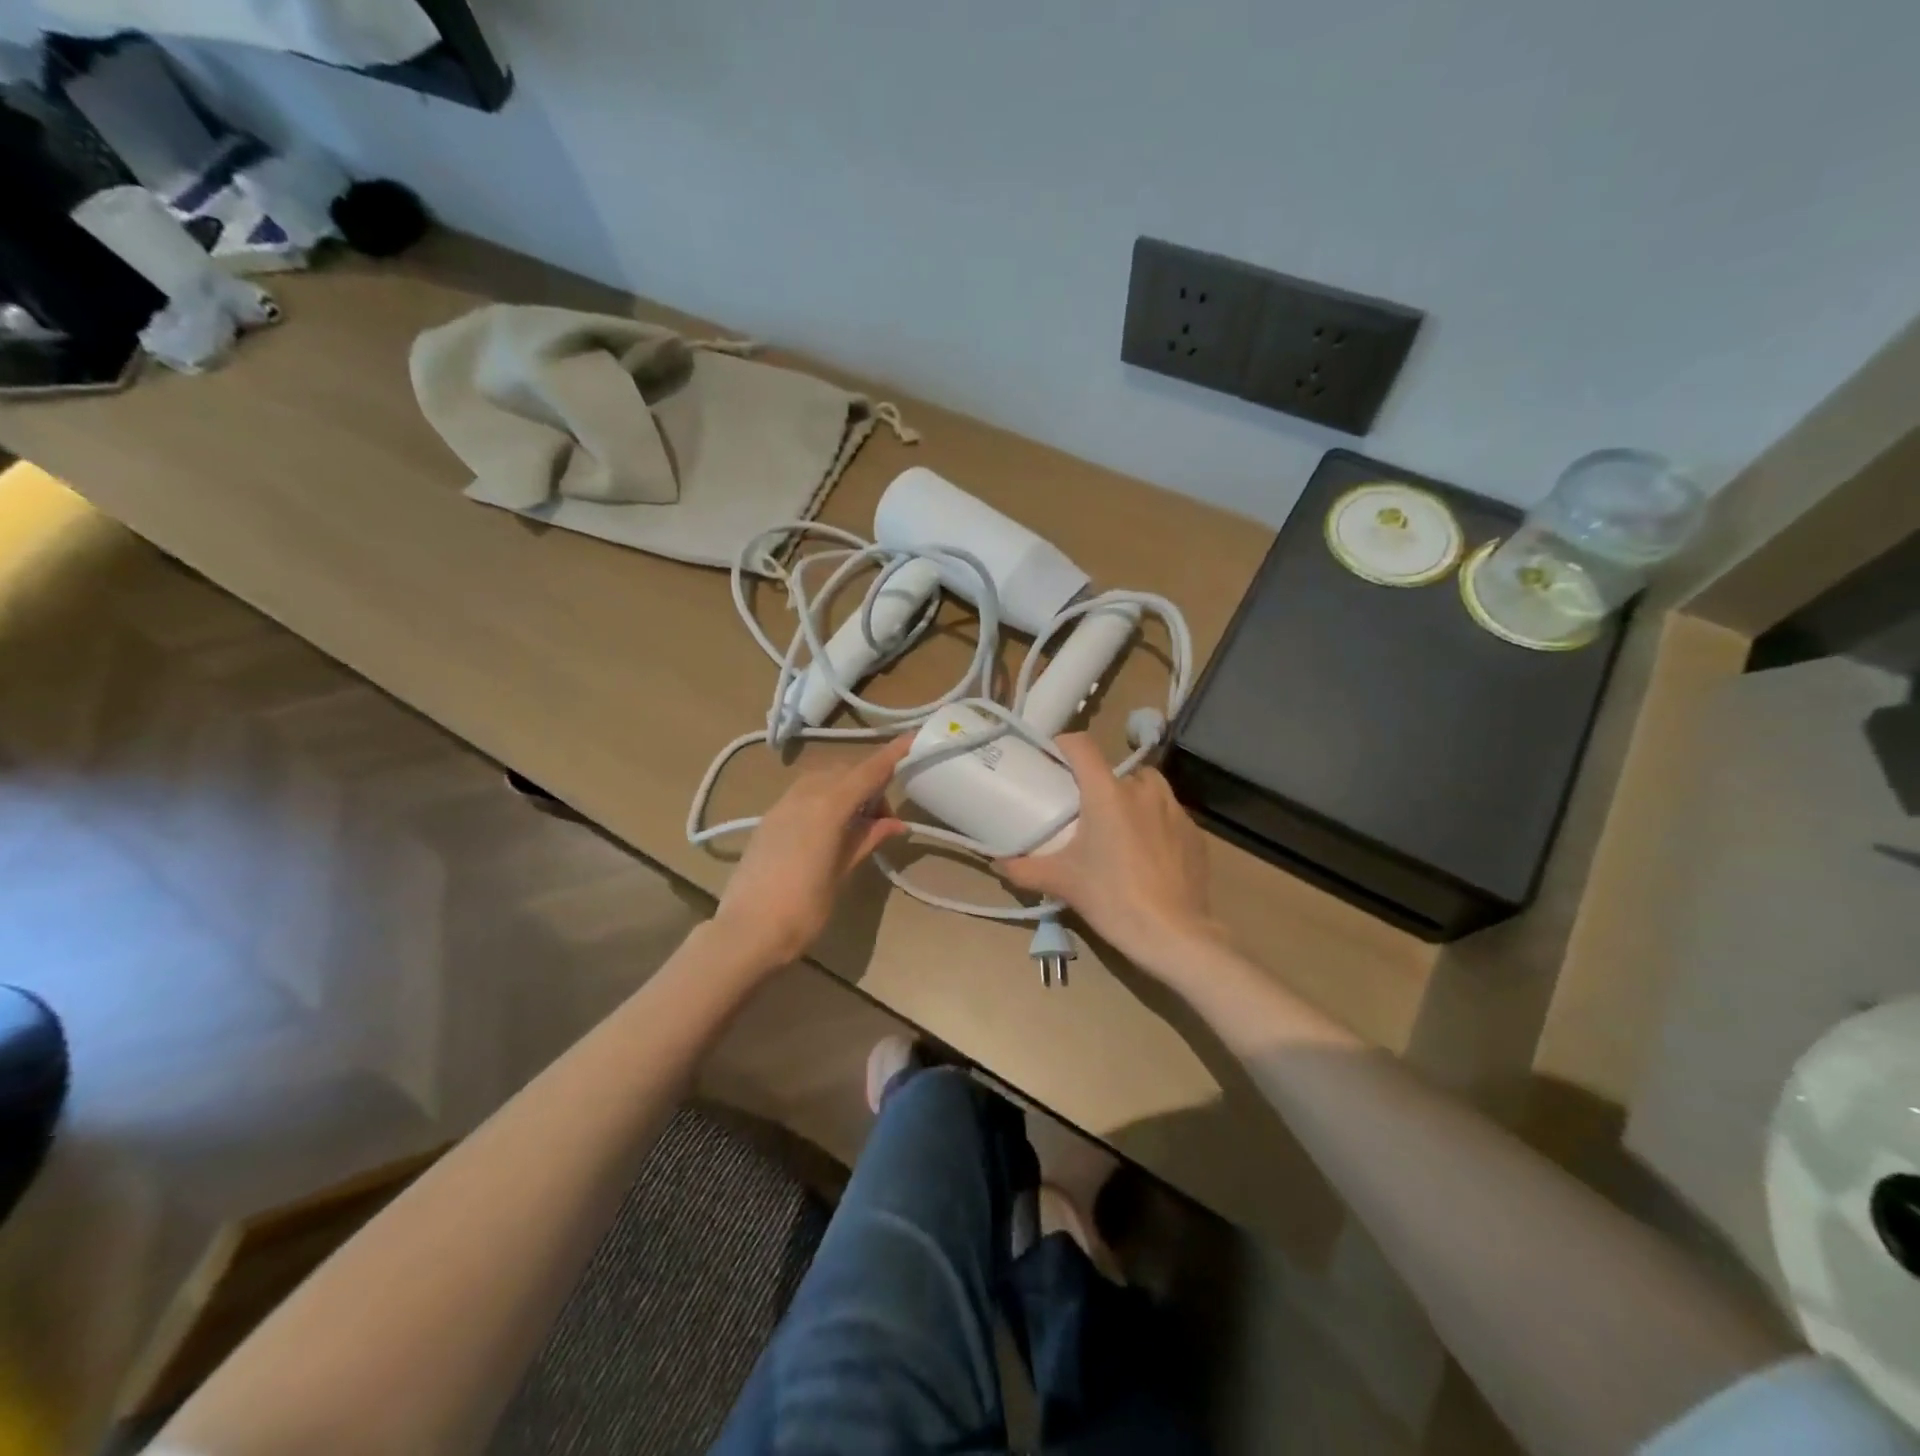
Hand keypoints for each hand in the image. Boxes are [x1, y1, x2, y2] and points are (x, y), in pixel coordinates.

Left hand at [711, 737, 911, 969]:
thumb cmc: (803, 909)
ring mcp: (782, 805)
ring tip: (857, 824)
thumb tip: (895, 823)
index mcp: (828, 806)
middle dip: (870, 784)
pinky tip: (830, 828)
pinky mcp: (769, 819)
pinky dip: (825, 797)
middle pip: (846, 772)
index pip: (868, 771)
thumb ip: (867, 839)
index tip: (913, 738)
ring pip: (823, 779)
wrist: (746, 932)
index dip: (892, 754)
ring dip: (846, 789)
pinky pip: (805, 793)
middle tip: (882, 820)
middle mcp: (804, 796)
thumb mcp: (842, 872)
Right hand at [998, 734, 1224, 976]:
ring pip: (1146, 789)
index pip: (1081, 746)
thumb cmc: (1113, 898)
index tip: (1052, 759)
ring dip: (1130, 800)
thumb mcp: (1062, 883)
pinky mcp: (1195, 832)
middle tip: (1085, 813)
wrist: (1174, 934)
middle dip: (1099, 785)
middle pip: (1115, 771)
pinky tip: (1146, 854)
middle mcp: (1143, 790)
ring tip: (1117, 830)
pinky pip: (1168, 814)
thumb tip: (997, 862)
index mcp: (1108, 792)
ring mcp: (1175, 809)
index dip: (1063, 745)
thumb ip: (1024, 868)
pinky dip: (1154, 823)